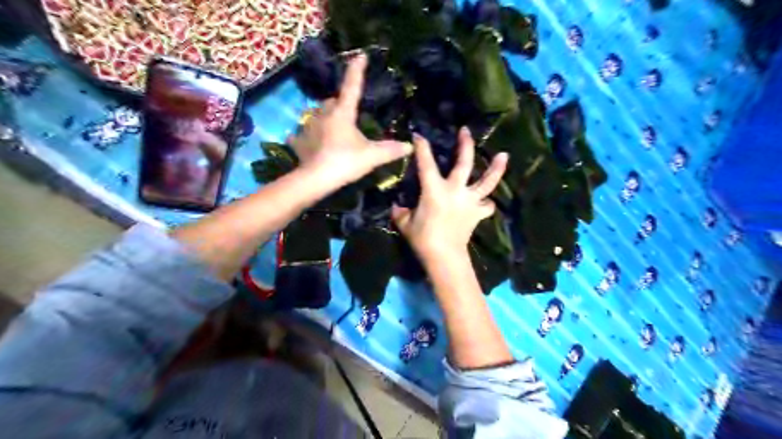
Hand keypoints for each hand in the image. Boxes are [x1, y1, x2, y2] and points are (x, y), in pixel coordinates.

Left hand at [288, 51, 410, 187]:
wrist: (315, 180)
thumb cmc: (345, 162)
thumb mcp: (371, 157)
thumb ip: (390, 150)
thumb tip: (410, 146)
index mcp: (342, 113)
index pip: (352, 87)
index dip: (357, 71)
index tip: (361, 55)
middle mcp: (323, 114)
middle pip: (332, 101)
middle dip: (339, 103)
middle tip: (348, 111)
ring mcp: (307, 127)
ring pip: (316, 115)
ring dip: (324, 117)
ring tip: (331, 127)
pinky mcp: (299, 142)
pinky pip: (301, 134)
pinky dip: (306, 136)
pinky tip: (310, 142)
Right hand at [389, 127, 507, 263]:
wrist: (444, 257)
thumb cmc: (423, 239)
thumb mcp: (404, 223)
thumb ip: (400, 211)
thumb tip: (397, 205)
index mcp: (434, 190)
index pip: (426, 163)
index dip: (422, 147)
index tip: (419, 135)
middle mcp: (455, 190)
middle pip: (464, 163)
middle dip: (465, 145)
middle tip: (466, 131)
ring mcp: (470, 201)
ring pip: (486, 181)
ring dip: (496, 168)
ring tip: (503, 155)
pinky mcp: (477, 214)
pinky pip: (487, 206)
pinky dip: (486, 203)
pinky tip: (485, 201)